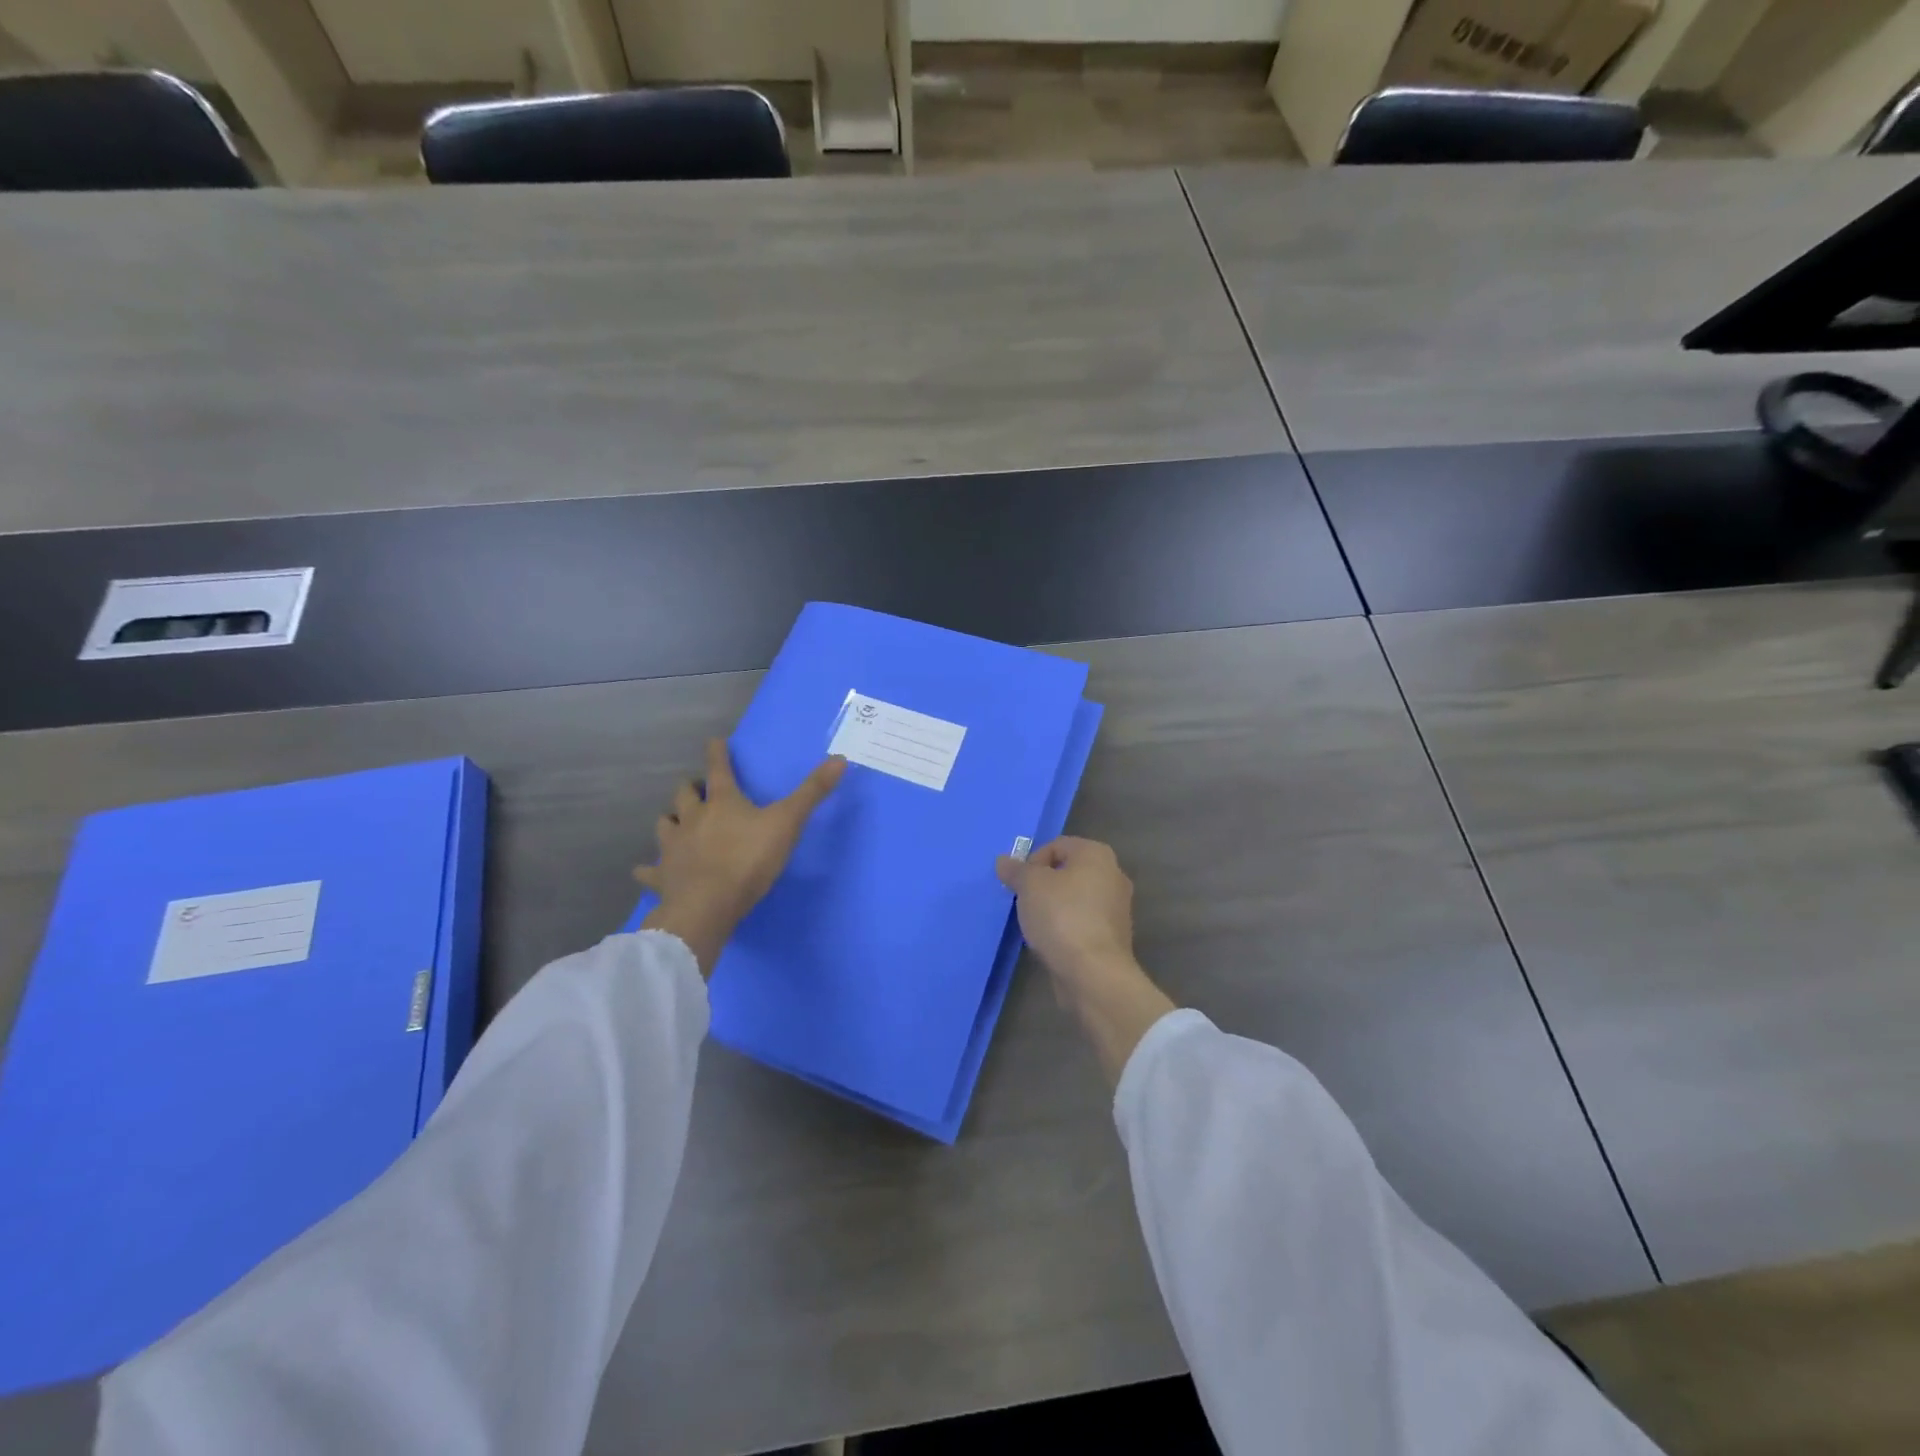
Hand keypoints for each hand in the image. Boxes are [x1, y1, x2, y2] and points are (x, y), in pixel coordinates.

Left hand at [636, 740, 845, 976]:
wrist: (707, 906)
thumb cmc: (748, 860)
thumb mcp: (788, 823)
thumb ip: (812, 793)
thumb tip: (840, 759)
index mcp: (722, 802)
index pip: (718, 769)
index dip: (718, 753)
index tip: (714, 741)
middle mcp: (692, 818)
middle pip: (684, 794)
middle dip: (691, 788)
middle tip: (698, 789)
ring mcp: (673, 847)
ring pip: (664, 824)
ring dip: (671, 820)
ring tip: (676, 822)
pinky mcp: (662, 877)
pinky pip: (649, 870)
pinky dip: (648, 868)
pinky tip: (645, 871)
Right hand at [997, 837, 1174, 1084]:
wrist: (1093, 973)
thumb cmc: (1062, 917)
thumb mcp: (1029, 886)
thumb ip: (1016, 870)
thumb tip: (1003, 861)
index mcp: (1097, 854)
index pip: (1057, 845)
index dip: (1032, 862)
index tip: (1019, 885)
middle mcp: (1113, 875)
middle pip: (1067, 872)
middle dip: (1042, 885)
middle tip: (1024, 902)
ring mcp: (1117, 908)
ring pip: (1074, 899)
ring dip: (1053, 908)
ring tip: (1034, 924)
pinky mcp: (1113, 937)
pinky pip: (1081, 923)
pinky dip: (1065, 928)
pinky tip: (1050, 942)